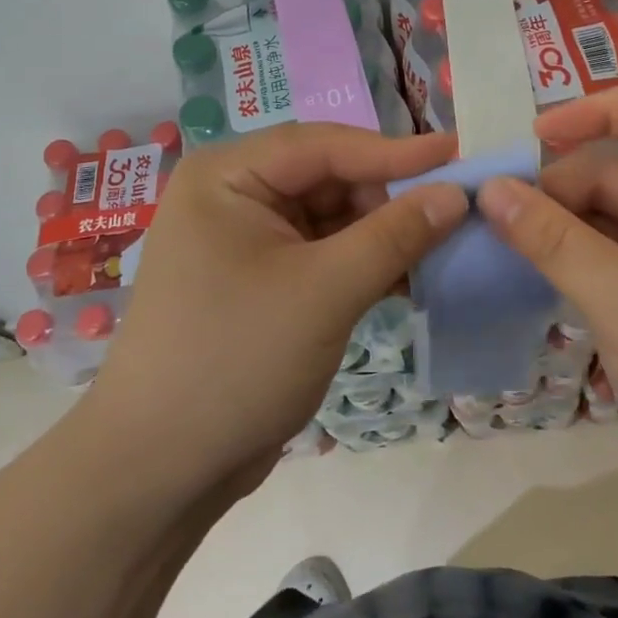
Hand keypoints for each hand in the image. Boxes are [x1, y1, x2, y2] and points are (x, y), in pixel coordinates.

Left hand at [83, 122, 465, 503]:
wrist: (159, 471)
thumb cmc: (234, 361)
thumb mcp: (324, 291)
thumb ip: (394, 235)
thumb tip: (457, 193)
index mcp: (227, 176)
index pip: (323, 145)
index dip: (394, 150)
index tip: (457, 154)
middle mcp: (233, 196)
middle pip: (328, 178)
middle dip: (388, 197)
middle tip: (454, 211)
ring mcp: (246, 241)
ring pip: (331, 218)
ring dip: (382, 233)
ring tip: (442, 245)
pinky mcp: (262, 282)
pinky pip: (323, 254)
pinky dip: (364, 264)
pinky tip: (409, 279)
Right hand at [475, 83, 617, 511]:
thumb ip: (551, 239)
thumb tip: (488, 189)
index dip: (592, 112)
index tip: (531, 140)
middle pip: (616, 168)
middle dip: (555, 186)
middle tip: (490, 212)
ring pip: (605, 213)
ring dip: (555, 225)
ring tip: (493, 238)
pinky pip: (608, 251)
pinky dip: (569, 256)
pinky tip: (524, 267)